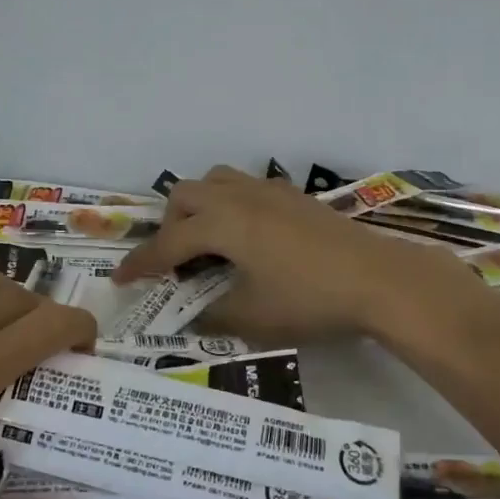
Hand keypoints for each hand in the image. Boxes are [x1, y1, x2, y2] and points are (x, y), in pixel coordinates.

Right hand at [112, 166, 486, 344]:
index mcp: (222, 223)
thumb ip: (211, 315)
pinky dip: (230, 206)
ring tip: (209, 243)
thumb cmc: (309, 299)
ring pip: (216, 181)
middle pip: (185, 195)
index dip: (141, 264)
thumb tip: (190, 317)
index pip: (168, 242)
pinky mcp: (294, 196)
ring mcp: (269, 191)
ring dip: (200, 207)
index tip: (120, 280)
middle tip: (176, 262)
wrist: (379, 279)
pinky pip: (245, 188)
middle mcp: (239, 197)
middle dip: (170, 226)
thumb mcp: (253, 317)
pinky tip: (249, 238)